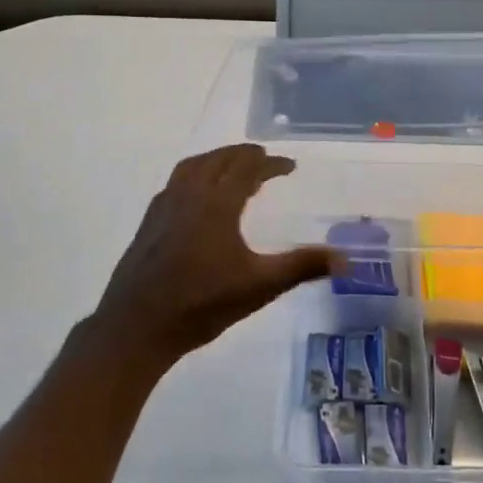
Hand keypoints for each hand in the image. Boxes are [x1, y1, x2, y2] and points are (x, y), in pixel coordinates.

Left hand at [93, 144, 329, 369]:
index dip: (271, 163)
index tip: (289, 165)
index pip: (248, 168)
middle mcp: (191, 194)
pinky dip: (195, 173)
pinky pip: (176, 181)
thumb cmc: (201, 305)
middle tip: (265, 160)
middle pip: (220, 159)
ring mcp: (165, 205)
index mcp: (218, 202)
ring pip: (195, 166)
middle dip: (245, 155)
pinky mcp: (150, 221)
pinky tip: (197, 195)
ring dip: (218, 159)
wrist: (136, 328)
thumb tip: (345, 259)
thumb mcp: (259, 286)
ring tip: (233, 166)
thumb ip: (302, 267)